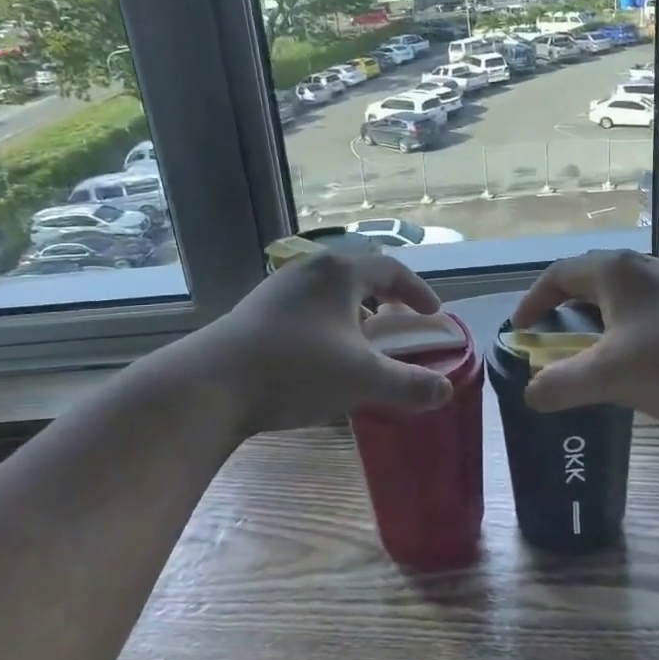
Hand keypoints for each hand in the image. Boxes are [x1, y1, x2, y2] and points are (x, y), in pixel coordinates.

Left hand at [197, 250, 454, 435]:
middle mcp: (309, 269)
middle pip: (358, 273)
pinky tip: (321, 355)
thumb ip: (410, 385)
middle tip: (399, 322)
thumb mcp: (363, 380)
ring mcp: (278, 287)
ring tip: (361, 342)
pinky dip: (327, 321)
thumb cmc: (297, 370)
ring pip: (329, 290)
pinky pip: (305, 306)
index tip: (433, 314)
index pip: (392, 269)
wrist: (213, 383)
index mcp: (340, 273)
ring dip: (353, 310)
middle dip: (384, 297)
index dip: (418, 291)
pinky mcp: (256, 309)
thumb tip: (445, 390)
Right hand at [511, 251, 658, 422]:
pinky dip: (624, 327)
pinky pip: (644, 308)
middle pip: (589, 279)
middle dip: (563, 305)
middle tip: (551, 334)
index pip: (558, 274)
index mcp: (614, 272)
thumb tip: (529, 394)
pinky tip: (634, 357)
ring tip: (589, 349)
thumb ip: (561, 384)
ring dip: (596, 318)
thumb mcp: (608, 376)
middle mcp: (642, 268)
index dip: (533, 300)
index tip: (519, 328)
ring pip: (620, 295)